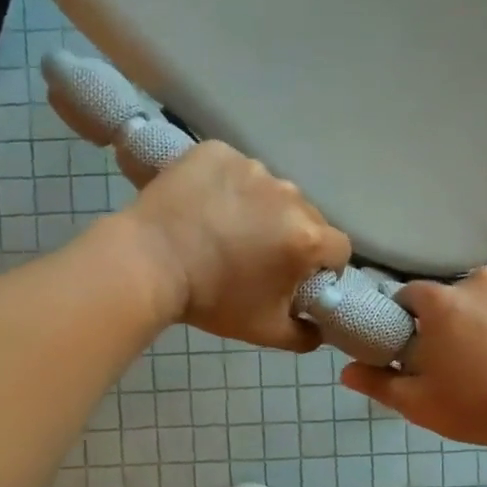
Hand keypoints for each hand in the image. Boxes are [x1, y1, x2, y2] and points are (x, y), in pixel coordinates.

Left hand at [121, 142, 351, 350]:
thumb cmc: (212, 300)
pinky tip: (205, 206)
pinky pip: (235, 169)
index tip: (299, 276)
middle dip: (291, 236)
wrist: (147, 264)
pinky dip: (226, 186)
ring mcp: (252, 167)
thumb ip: (304, 335)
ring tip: (225, 229)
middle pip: (306, 216)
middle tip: (257, 256)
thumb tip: (320, 329)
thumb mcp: (265, 331)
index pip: (338, 249)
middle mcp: (288, 194)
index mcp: (306, 238)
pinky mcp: (218, 151)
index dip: (324, 266)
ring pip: (270, 191)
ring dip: (259, 208)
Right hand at [341, 268, 486, 452]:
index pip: (412, 295)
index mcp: (443, 303)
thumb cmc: (482, 407)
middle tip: (465, 357)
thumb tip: (345, 372)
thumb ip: (379, 383)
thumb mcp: (421, 405)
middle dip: (457, 319)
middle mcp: (483, 282)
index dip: (410, 318)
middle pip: (459, 296)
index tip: (417, 344)